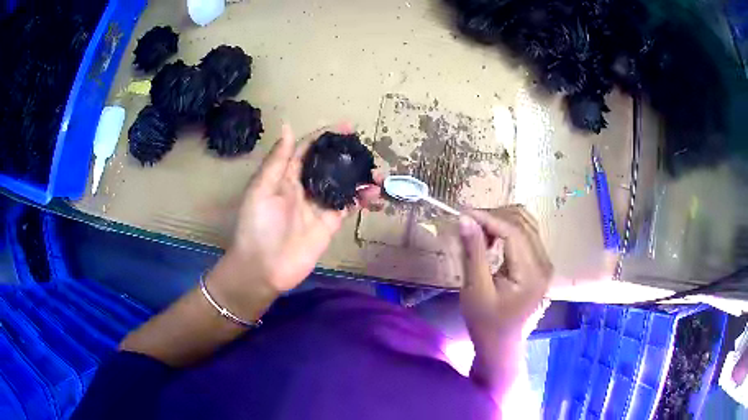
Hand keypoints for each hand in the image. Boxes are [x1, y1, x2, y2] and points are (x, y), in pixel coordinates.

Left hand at [213, 124, 380, 313]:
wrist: (263, 268)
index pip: (308, 149)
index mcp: (286, 175)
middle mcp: (304, 187)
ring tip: (378, 173)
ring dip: (360, 177)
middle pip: (329, 165)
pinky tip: (374, 193)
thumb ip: (277, 161)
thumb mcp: (261, 189)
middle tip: (367, 149)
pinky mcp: (329, 224)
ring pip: (343, 184)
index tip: (347, 126)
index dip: (326, 136)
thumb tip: (287, 126)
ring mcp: (318, 205)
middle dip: (348, 155)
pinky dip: (362, 198)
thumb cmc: (257, 227)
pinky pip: (348, 206)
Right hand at [458, 206, 552, 343]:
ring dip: (501, 221)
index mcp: (532, 274)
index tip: (463, 213)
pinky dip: (507, 231)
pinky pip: (526, 236)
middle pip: (523, 224)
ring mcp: (545, 264)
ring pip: (526, 226)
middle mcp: (544, 264)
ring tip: (477, 229)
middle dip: (494, 217)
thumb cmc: (486, 324)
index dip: (488, 218)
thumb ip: (473, 253)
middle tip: (468, 222)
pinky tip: (490, 239)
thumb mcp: (476, 290)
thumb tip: (465, 219)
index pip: (513, 232)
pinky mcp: (540, 265)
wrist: (501, 346)